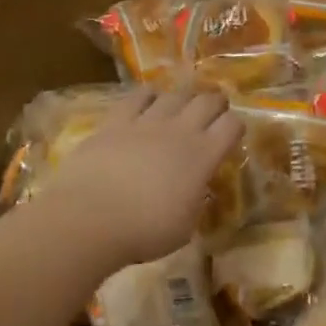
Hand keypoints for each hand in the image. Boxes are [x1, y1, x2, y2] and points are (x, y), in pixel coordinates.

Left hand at [41, 89, 243, 267]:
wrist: (90, 219)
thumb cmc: (144, 231)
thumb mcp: (185, 226)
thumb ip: (195, 201)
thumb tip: (195, 190)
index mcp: (203, 156)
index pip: (231, 126)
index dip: (235, 127)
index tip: (231, 134)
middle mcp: (180, 131)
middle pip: (207, 101)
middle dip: (215, 103)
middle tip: (213, 111)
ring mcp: (146, 122)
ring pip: (174, 94)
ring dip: (183, 98)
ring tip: (180, 106)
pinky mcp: (115, 121)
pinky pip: (137, 96)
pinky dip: (148, 96)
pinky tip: (147, 101)